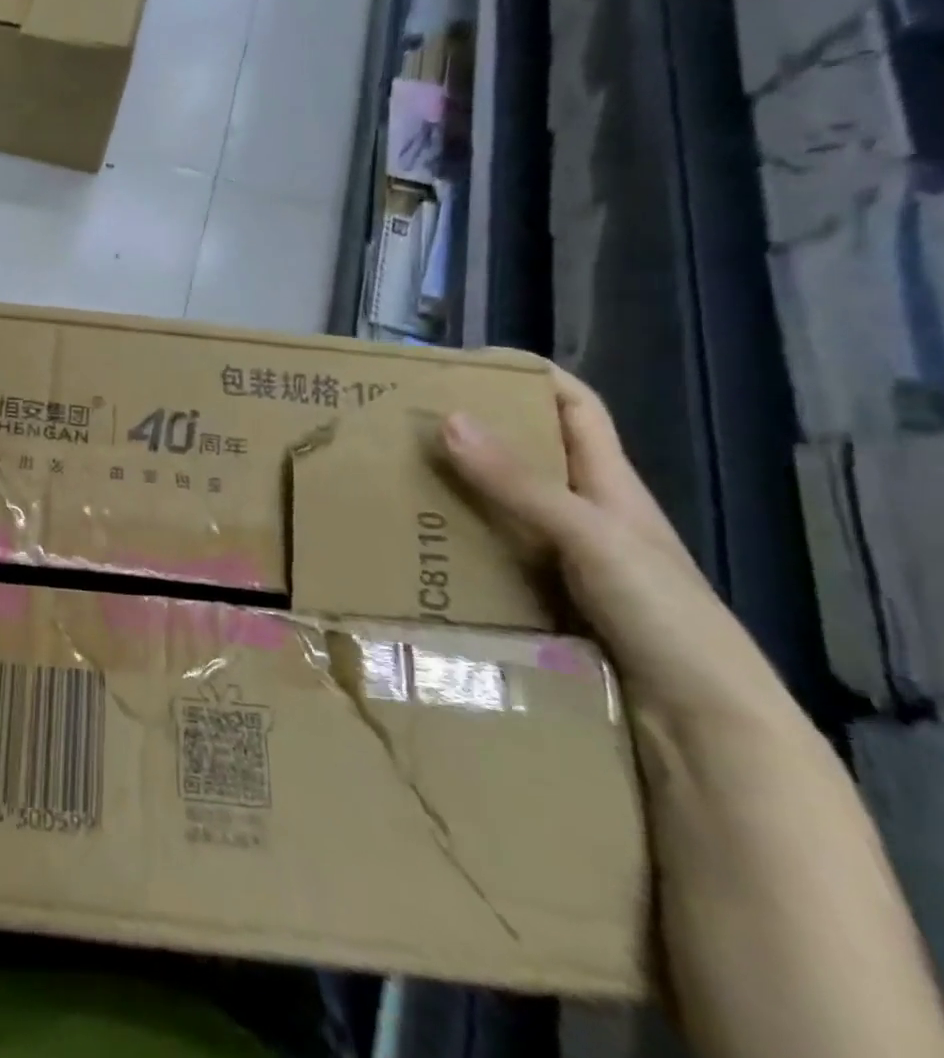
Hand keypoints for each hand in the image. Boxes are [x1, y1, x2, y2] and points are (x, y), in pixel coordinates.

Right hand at [439, 368, 786, 729]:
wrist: (701, 728)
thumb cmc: (664, 616)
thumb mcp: (593, 536)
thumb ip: (521, 483)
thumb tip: (449, 417)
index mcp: (610, 486)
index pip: (575, 407)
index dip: (531, 375)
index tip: (467, 363)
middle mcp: (583, 515)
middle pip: (524, 455)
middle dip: (472, 432)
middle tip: (406, 422)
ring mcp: (560, 560)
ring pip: (498, 507)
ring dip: (452, 491)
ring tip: (392, 478)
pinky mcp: (538, 601)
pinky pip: (486, 556)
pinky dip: (452, 544)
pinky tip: (413, 546)